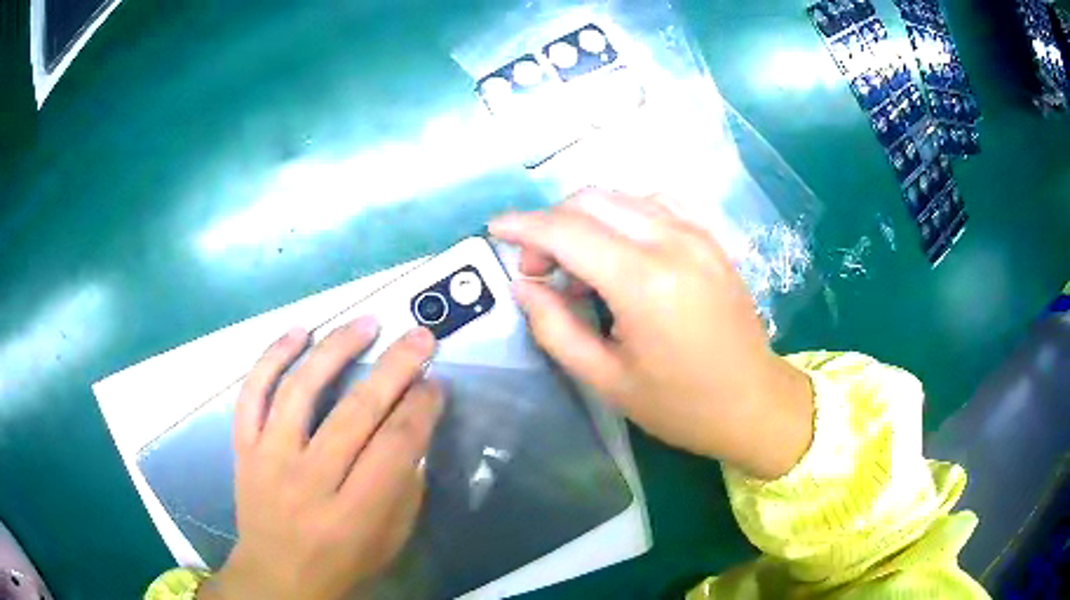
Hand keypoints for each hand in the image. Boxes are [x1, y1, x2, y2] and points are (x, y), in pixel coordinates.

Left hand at [200, 319, 442, 599]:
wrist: (276, 576)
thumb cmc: (342, 563)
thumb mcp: (390, 541)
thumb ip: (404, 487)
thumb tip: (412, 427)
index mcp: (355, 514)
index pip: (395, 447)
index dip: (421, 408)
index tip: (435, 381)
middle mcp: (309, 482)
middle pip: (355, 412)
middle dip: (395, 368)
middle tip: (420, 337)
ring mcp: (269, 460)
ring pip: (300, 390)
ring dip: (336, 349)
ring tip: (366, 323)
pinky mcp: (243, 448)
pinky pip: (252, 394)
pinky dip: (272, 357)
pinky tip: (299, 332)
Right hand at [490, 190, 812, 479]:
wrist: (754, 403)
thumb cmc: (680, 405)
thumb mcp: (606, 380)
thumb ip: (555, 328)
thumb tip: (524, 286)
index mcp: (644, 282)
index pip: (567, 230)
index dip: (523, 226)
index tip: (495, 230)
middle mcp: (672, 242)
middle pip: (591, 200)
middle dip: (551, 224)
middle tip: (539, 269)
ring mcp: (697, 234)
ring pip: (622, 196)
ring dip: (585, 218)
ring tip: (578, 266)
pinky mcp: (710, 238)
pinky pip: (656, 203)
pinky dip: (623, 214)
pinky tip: (618, 247)